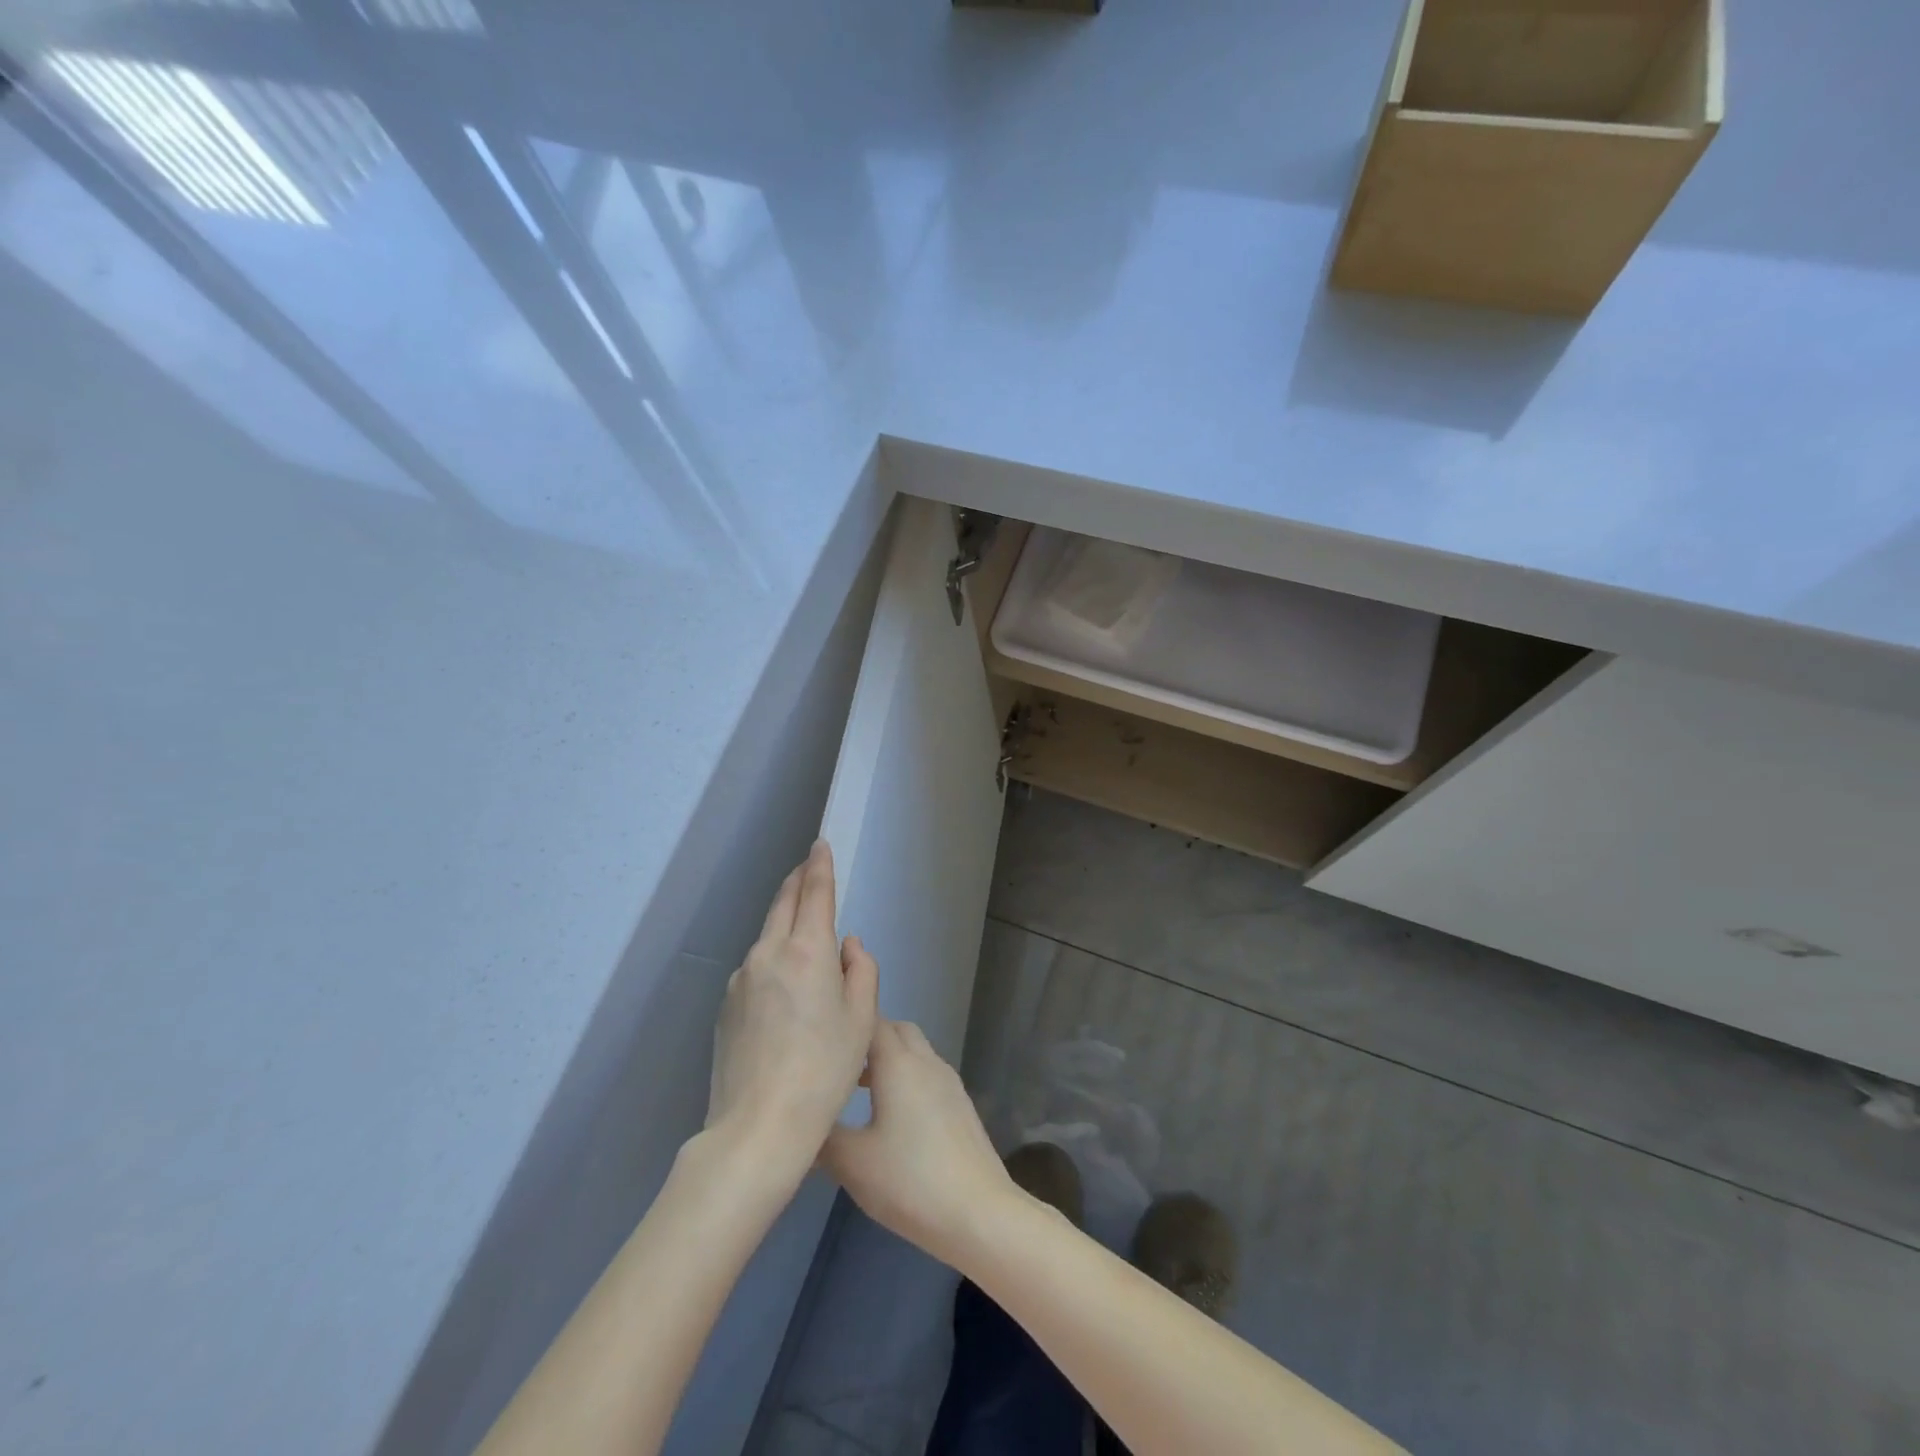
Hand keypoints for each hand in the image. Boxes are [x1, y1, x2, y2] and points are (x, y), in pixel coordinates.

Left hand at [706, 841, 877, 1180]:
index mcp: (807, 950)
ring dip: (784, 925)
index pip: (814, 892)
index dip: (819, 865)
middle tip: (808, 868)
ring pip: (767, 937)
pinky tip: (783, 993)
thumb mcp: (861, 1020)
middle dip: (797, 881)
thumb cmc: (825, 1070)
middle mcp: (768, 953)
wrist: (758, 1126)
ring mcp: (741, 979)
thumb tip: (847, 945)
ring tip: (804, 941)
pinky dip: (772, 962)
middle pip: (782, 904)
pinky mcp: (725, 1006)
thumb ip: (860, 970)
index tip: (819, 845)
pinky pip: (755, 970)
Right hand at [821, 1019, 1015, 1267]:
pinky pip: (928, 1074)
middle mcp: (926, 1061)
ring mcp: (948, 1082)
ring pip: (915, 1052)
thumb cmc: (910, 1180)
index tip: (822, 1036)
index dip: (847, 1022)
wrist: (978, 1212)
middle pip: (897, 1030)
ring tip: (859, 1090)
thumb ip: (824, 1136)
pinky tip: (893, 1116)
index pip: (872, 1021)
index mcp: (899, 1063)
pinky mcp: (961, 1105)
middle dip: (869, 1038)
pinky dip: (907, 1078)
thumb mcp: (853, 1163)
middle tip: (839, 1064)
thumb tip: (804, 1120)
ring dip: (889, 1060)